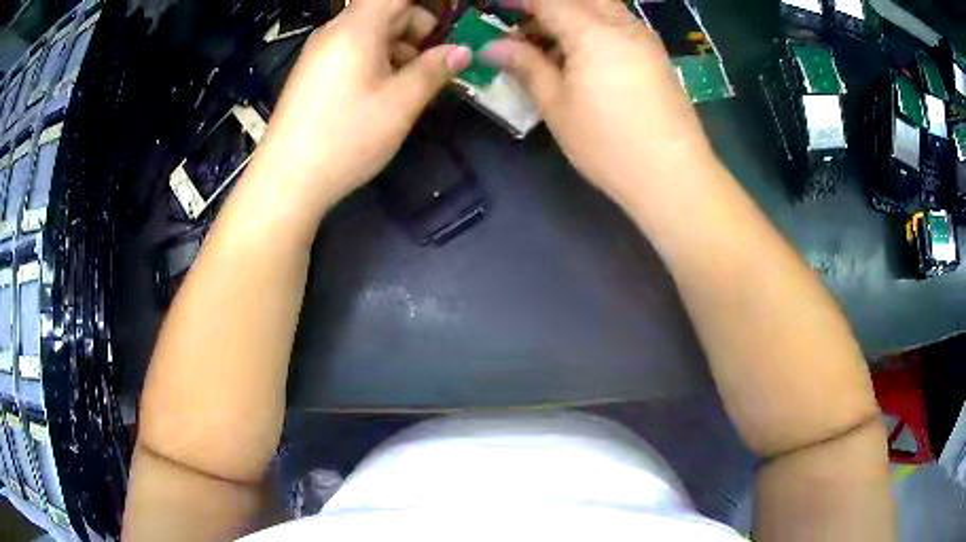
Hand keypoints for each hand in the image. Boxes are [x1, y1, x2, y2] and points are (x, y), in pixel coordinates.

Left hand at [249, 0, 470, 217]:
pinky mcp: (315, 73)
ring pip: (372, 33)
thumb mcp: (400, 104)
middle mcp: (336, 32)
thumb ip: (434, 70)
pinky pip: (355, 51)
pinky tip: (390, 91)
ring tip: (418, 83)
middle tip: (442, 61)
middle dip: (421, 28)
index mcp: (357, 28)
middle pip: (387, 11)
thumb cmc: (345, 138)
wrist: (286, 181)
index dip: (429, 6)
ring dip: (402, 48)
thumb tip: (462, 51)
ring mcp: (322, 52)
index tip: (451, 23)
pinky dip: (380, 61)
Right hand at [481, 0, 718, 205]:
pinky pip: (619, 24)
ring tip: (548, 43)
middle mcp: (622, 24)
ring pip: (602, 7)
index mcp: (592, 31)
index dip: (518, 0)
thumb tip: (492, 47)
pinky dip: (593, 27)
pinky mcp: (656, 56)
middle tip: (523, 26)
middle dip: (548, 6)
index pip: (548, 0)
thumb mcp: (557, 106)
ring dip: (571, 14)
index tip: (494, 7)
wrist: (673, 175)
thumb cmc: (608, 144)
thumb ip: (526, 66)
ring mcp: (644, 39)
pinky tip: (581, 55)